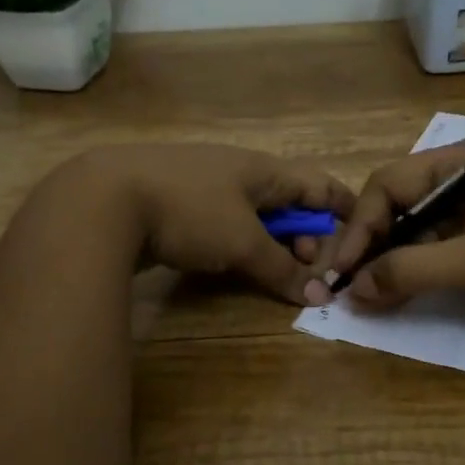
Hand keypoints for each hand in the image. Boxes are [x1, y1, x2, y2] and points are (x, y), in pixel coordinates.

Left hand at [73, 144, 355, 304]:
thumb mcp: (242, 242)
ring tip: (271, 270)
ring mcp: (202, 184)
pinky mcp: (173, 203)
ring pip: (251, 213)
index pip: (316, 184)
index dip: (341, 206)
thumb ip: (281, 269)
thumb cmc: (189, 211)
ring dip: (269, 241)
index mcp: (262, 169)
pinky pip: (220, 222)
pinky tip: (228, 263)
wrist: (104, 200)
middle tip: (306, 267)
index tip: (361, 229)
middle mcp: (236, 170)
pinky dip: (235, 243)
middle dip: (304, 234)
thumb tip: (317, 296)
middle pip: (286, 200)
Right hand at [308, 141, 464, 326]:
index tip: (343, 269)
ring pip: (411, 233)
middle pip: (395, 208)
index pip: (388, 186)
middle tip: (339, 283)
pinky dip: (410, 274)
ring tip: (358, 296)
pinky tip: (388, 297)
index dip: (359, 228)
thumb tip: (354, 289)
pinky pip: (433, 253)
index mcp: (459, 163)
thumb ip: (410, 271)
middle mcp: (460, 180)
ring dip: (385, 263)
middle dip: (367, 246)